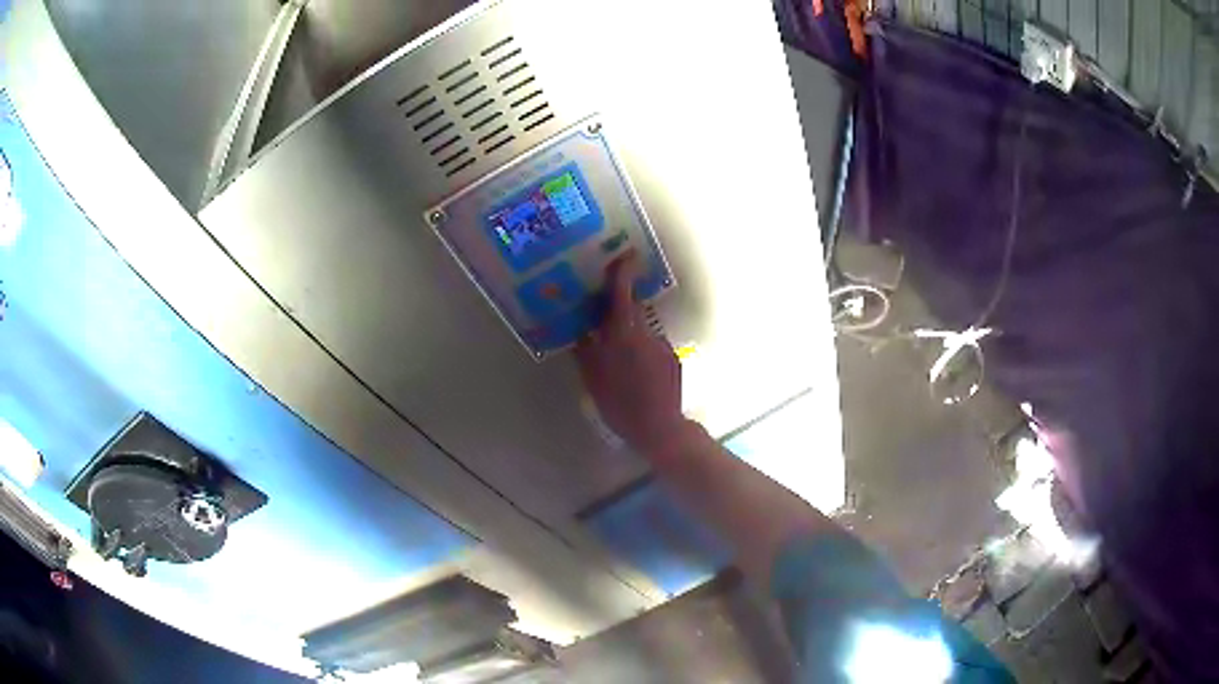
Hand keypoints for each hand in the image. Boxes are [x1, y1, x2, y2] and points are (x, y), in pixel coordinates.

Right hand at [575, 254, 689, 457]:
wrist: (659, 427)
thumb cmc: (619, 404)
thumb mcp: (592, 378)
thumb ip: (585, 350)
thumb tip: (580, 330)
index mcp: (622, 334)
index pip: (622, 294)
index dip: (622, 272)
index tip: (624, 255)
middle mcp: (645, 333)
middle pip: (631, 309)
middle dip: (619, 306)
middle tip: (604, 313)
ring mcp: (662, 345)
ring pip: (642, 330)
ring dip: (630, 335)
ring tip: (619, 358)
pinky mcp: (673, 358)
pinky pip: (653, 346)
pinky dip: (642, 352)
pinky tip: (637, 374)